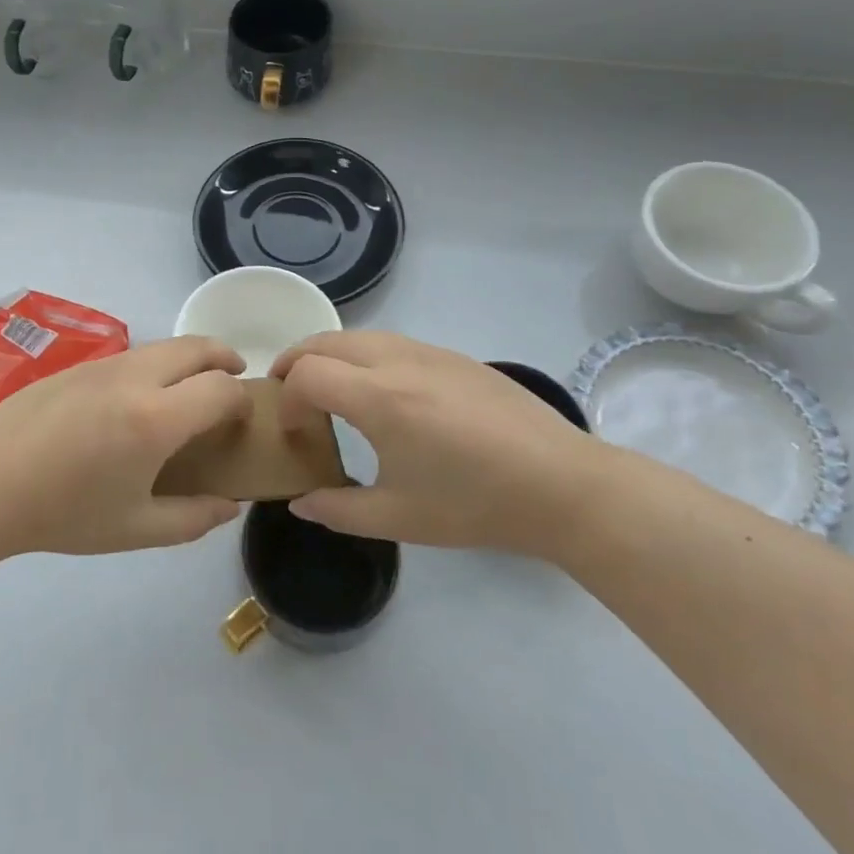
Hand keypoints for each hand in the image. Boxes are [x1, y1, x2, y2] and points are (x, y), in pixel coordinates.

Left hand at [0, 336, 250, 557]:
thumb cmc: (64, 514)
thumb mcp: (135, 529)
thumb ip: (193, 518)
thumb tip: (231, 504)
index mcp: (156, 418)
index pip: (222, 389)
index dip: (242, 401)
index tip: (242, 420)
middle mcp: (135, 378)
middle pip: (196, 347)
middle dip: (225, 358)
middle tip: (233, 380)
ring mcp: (102, 365)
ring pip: (162, 346)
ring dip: (188, 358)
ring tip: (189, 389)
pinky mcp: (76, 365)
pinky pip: (131, 355)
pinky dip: (154, 364)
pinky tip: (136, 399)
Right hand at [271, 332, 621, 559]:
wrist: (563, 486)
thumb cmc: (476, 505)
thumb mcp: (399, 519)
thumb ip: (338, 510)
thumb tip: (300, 503)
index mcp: (379, 398)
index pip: (306, 374)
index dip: (289, 401)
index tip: (297, 435)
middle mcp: (398, 361)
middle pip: (325, 341)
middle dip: (296, 363)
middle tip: (289, 396)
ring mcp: (430, 353)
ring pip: (359, 335)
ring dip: (330, 355)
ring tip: (329, 391)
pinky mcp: (455, 357)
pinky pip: (392, 341)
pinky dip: (364, 356)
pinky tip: (383, 394)